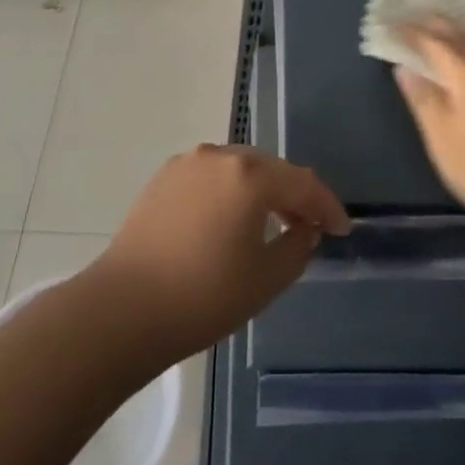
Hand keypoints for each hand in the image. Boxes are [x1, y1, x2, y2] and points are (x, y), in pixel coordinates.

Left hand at [87, 144, 349, 362]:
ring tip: (270, 223)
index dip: (327, 206)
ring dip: (260, 191)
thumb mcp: (265, 280)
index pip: (302, 183)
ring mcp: (188, 163)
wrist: (122, 309)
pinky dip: (229, 192)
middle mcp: (220, 156)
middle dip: (294, 195)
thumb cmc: (202, 296)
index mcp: (250, 174)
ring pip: (239, 169)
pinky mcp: (164, 177)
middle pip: (270, 169)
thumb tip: (305, 228)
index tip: (341, 229)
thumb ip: (297, 247)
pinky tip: (228, 221)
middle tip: (309, 226)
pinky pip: (211, 177)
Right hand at [394, 18, 464, 235]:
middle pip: (459, 32)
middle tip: (414, 19)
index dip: (408, 31)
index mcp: (464, 69)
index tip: (388, 25)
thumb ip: (422, 98)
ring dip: (464, 27)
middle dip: (435, 23)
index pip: (431, 40)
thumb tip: (404, 67)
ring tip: (451, 27)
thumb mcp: (441, 136)